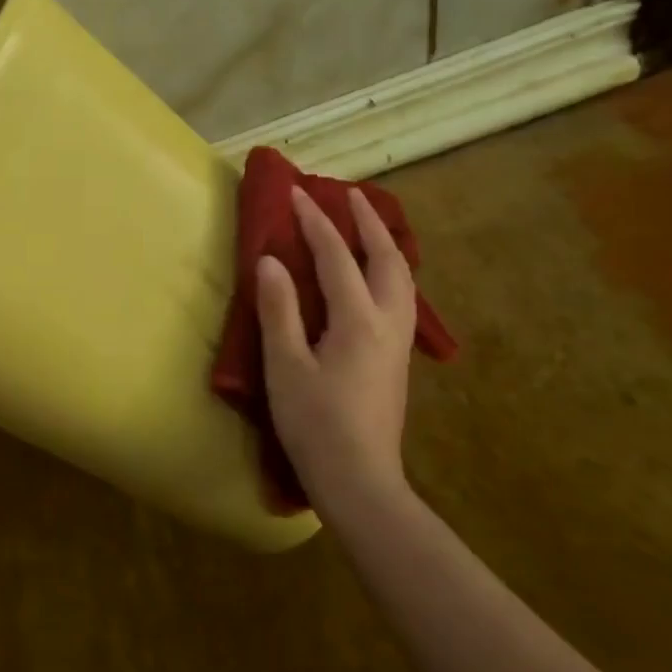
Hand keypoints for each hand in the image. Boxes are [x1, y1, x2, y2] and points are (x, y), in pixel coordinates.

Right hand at [255, 185, 416, 513]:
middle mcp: (388, 322)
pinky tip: (376, 277)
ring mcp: (398, 342)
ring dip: (384, 244)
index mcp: (358, 320)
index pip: (337, 258)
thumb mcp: (285, 365)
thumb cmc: (314, 422)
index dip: (316, 223)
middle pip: (386, 259)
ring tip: (368, 226)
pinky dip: (388, 270)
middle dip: (367, 223)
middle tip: (349, 195)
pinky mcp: (396, 358)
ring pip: (401, 278)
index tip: (298, 193)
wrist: (359, 478)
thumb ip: (279, 309)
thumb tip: (270, 260)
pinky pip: (400, 296)